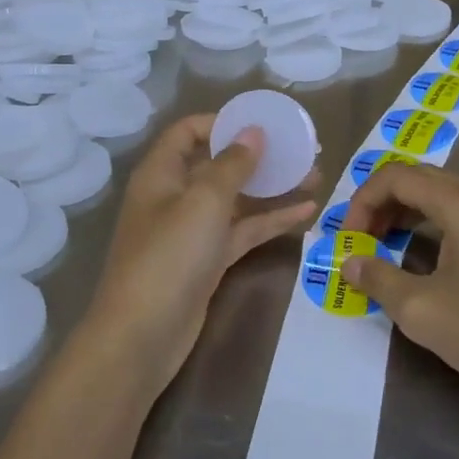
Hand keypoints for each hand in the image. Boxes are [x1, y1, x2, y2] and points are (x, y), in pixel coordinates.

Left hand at [84, 113, 317, 392]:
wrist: (142, 336)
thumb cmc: (169, 256)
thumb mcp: (203, 202)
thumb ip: (232, 164)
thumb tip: (253, 132)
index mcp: (161, 173)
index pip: (188, 132)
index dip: (222, 123)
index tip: (262, 123)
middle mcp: (174, 196)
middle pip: (218, 164)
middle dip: (258, 156)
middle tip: (301, 149)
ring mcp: (192, 231)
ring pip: (236, 199)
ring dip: (272, 187)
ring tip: (316, 175)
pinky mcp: (207, 261)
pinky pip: (242, 231)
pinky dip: (270, 221)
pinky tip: (307, 212)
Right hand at [338, 163, 458, 407]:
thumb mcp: (420, 310)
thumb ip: (377, 279)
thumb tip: (349, 262)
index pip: (396, 176)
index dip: (362, 201)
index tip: (349, 239)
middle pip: (420, 179)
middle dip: (383, 205)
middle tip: (363, 242)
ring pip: (445, 195)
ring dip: (409, 213)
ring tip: (388, 248)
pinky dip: (436, 223)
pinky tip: (430, 259)